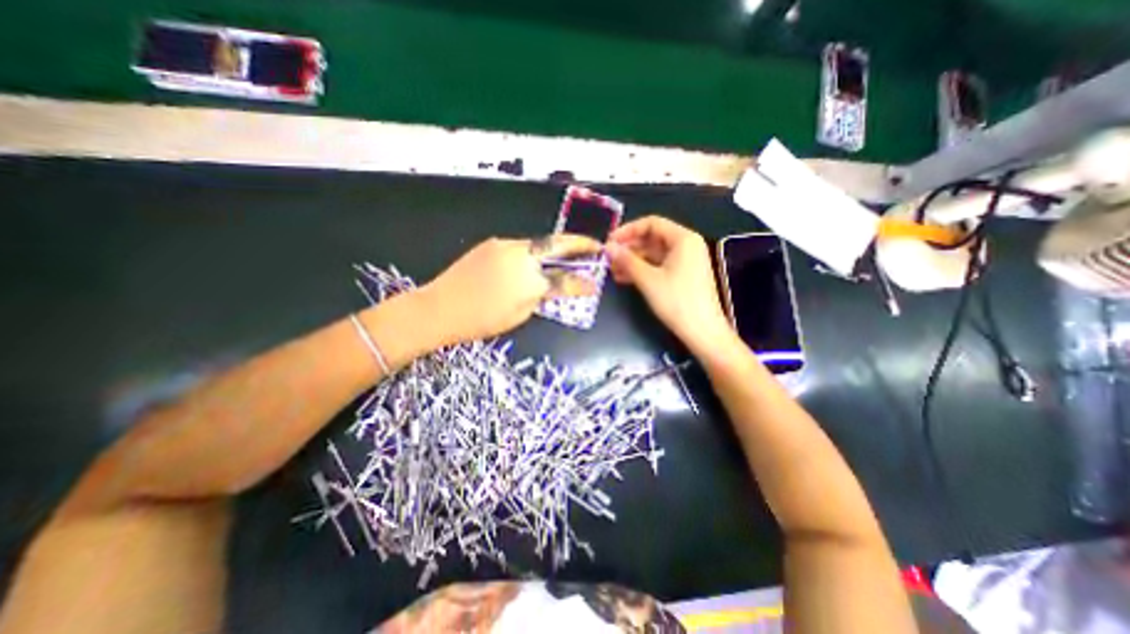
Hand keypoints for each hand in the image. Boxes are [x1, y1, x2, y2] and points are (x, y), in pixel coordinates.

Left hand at [420, 232, 599, 344]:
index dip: (582, 283)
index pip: (565, 280)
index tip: (594, 284)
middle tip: (594, 245)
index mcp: (531, 281)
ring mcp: (506, 245)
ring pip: (538, 244)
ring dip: (553, 249)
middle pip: (557, 244)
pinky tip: (531, 261)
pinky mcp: (492, 243)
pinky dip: (531, 252)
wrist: (439, 307)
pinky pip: (519, 246)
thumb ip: (541, 298)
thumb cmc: (481, 320)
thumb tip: (553, 288)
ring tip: (564, 254)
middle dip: (579, 243)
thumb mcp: (518, 315)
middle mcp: (522, 256)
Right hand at [608, 214, 732, 357]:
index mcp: (683, 238)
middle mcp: (686, 245)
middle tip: (608, 258)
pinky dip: (643, 270)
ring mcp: (685, 261)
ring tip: (612, 271)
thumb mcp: (648, 279)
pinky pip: (659, 266)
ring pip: (653, 254)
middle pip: (652, 238)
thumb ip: (627, 260)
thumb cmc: (677, 301)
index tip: (609, 242)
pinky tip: (625, 279)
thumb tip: (607, 247)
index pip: (651, 223)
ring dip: (633, 261)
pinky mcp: (683, 275)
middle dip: (629, 248)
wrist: (703, 332)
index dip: (628, 230)